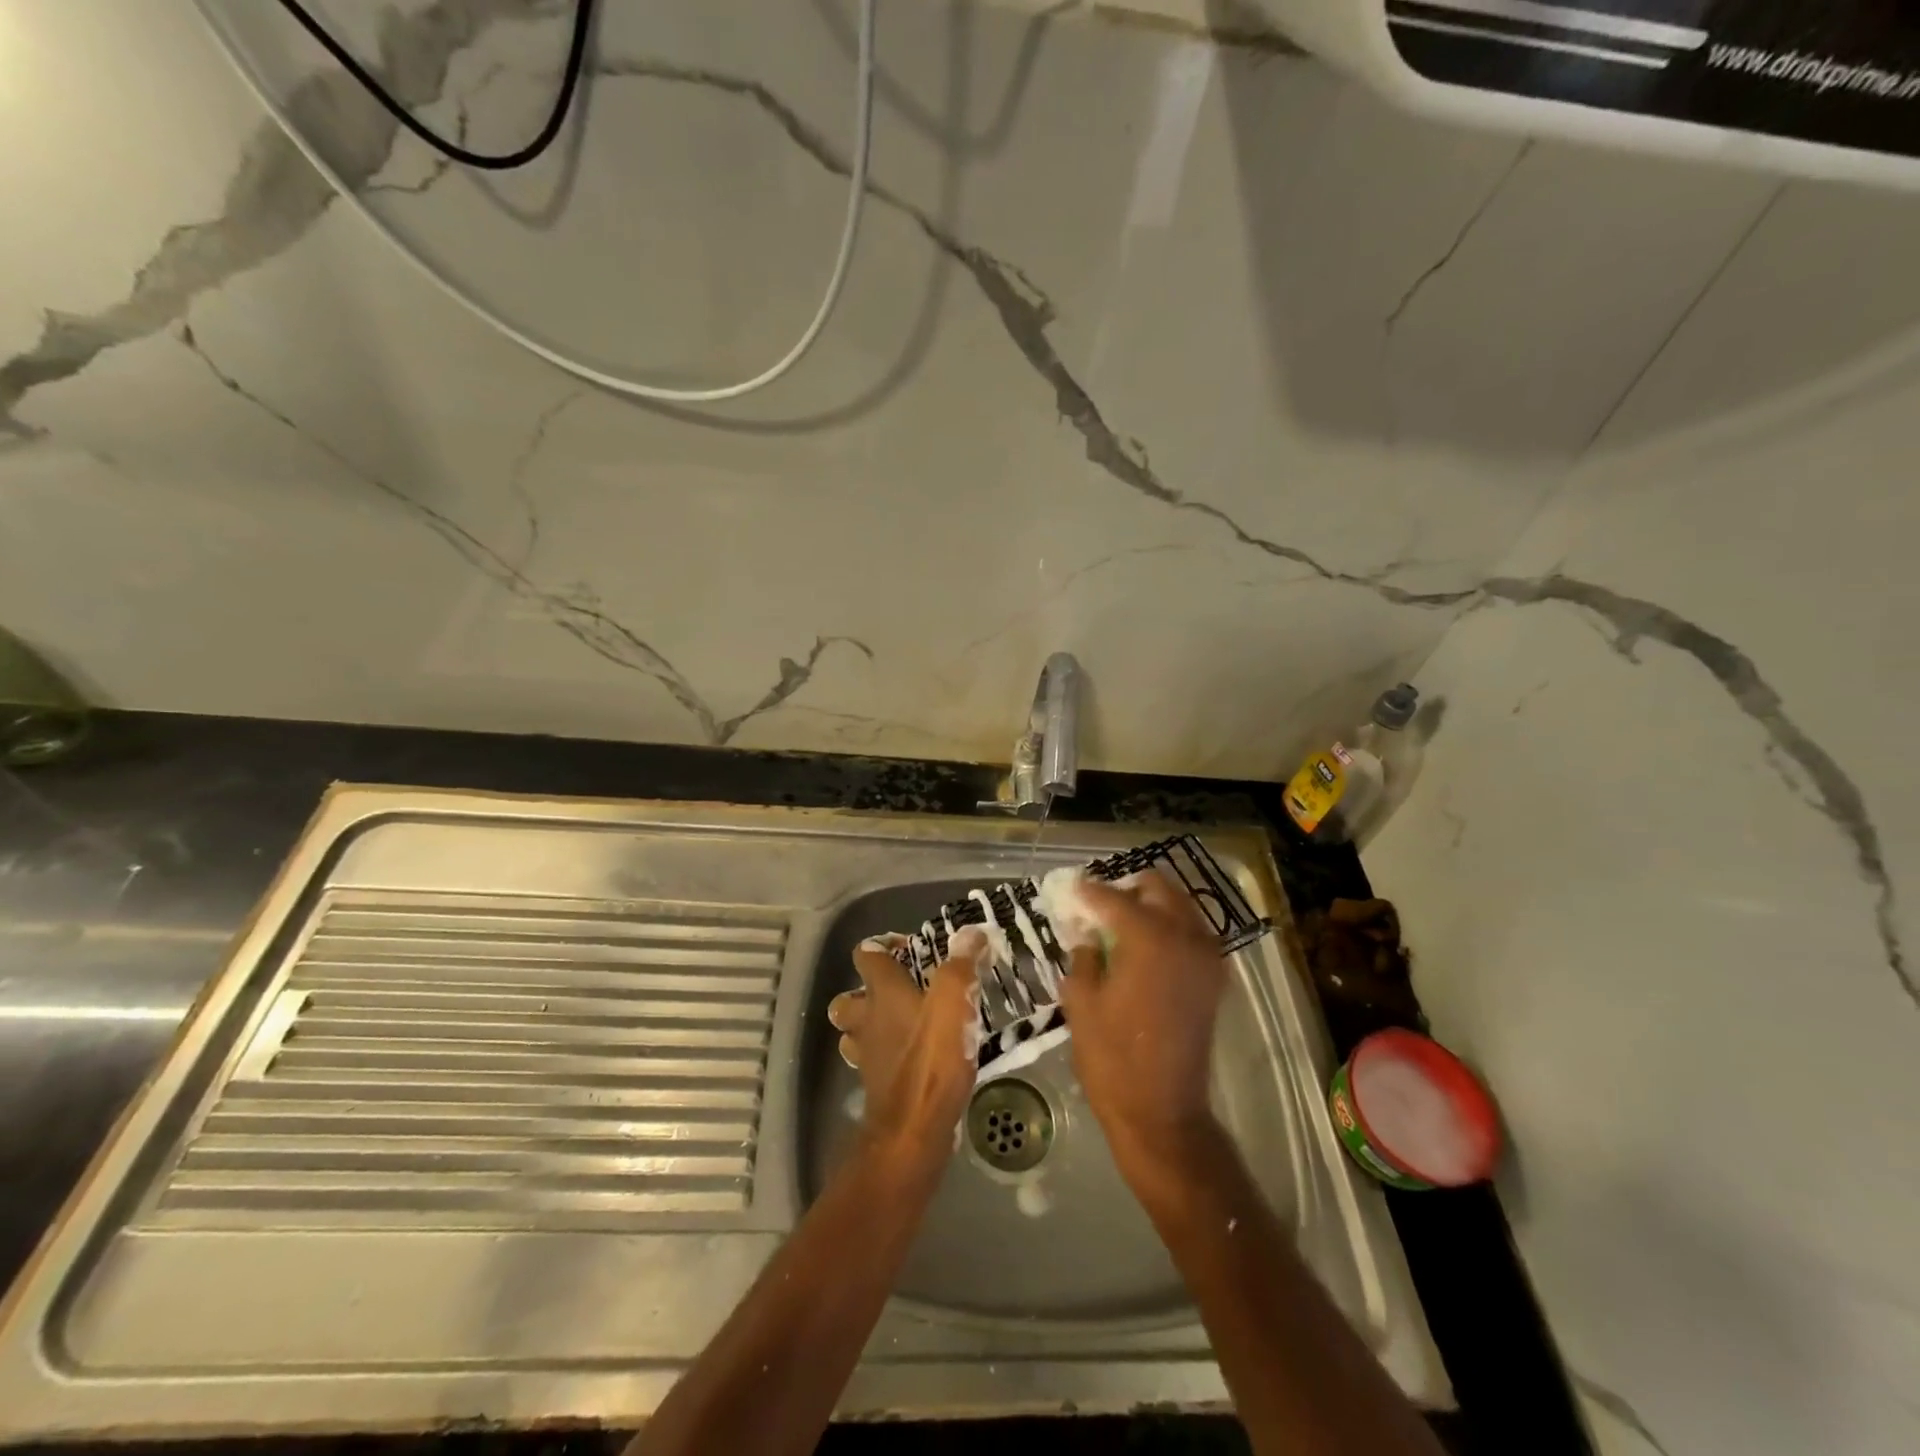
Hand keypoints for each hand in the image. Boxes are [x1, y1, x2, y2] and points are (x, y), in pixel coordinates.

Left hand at [827, 930, 982, 1169]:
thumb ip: (961, 965)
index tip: (908, 947)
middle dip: (864, 991)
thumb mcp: (954, 1003)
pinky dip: (883, 1055)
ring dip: (869, 1025)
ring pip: (853, 1032)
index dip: (882, 945)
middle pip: (847, 998)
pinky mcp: (875, 1085)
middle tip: (898, 992)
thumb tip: (972, 931)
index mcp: (881, 992)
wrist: (912, 1131)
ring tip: (900, 1024)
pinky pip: (871, 1061)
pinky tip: (908, 1059)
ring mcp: (866, 1055)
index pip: (866, 955)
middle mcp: (866, 1020)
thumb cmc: (932, 1059)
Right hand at [1057, 871, 1226, 1179]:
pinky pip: (1192, 933)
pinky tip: (1144, 946)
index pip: (1113, 898)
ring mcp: (1207, 956)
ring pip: (1179, 906)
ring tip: (1119, 922)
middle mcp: (1185, 936)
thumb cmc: (1112, 1058)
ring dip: (1151, 905)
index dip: (1087, 891)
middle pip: (1157, 888)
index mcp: (1149, 938)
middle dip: (1126, 889)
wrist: (1162, 1112)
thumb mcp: (1081, 1001)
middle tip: (1097, 903)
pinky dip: (1169, 927)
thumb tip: (1087, 935)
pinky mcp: (1214, 978)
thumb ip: (1083, 955)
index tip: (1069, 888)